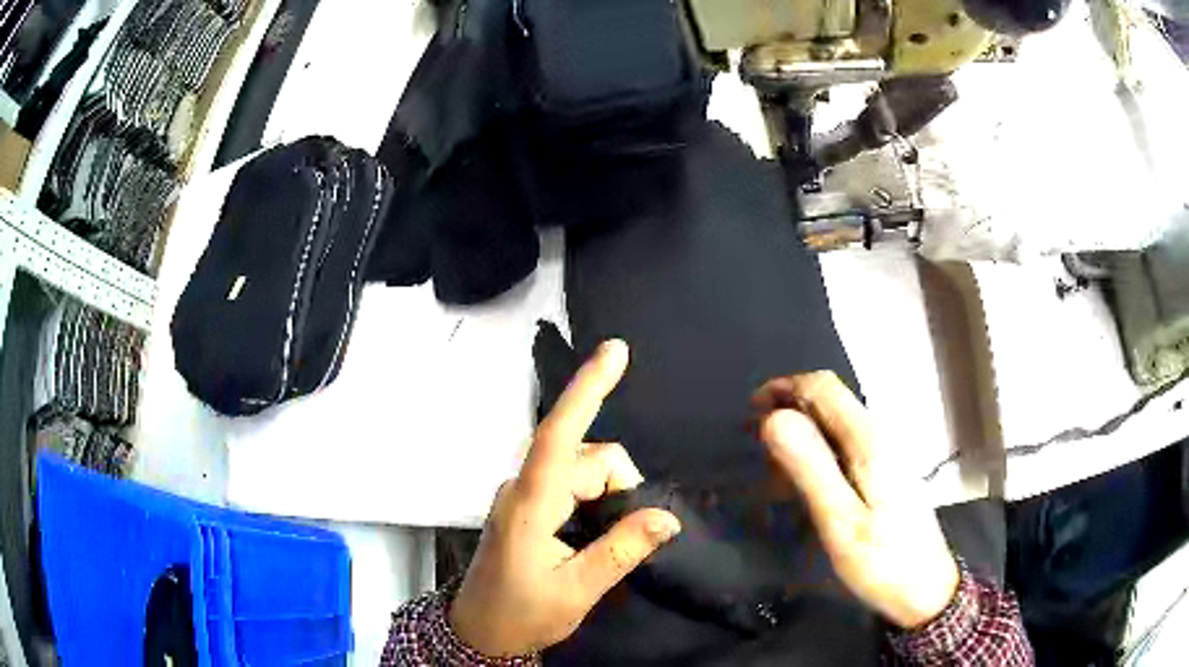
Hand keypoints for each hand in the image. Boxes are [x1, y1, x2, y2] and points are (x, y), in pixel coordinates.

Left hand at [450, 340, 681, 656]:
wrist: (479, 632)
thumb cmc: (521, 614)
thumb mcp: (577, 590)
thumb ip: (622, 550)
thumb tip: (668, 517)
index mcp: (531, 502)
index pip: (560, 433)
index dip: (588, 388)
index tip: (616, 351)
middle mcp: (526, 486)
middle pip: (590, 458)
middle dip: (621, 488)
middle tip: (629, 539)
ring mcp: (525, 494)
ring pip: (586, 471)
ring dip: (609, 498)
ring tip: (603, 545)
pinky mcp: (529, 505)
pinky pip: (573, 485)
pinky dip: (595, 501)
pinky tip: (594, 534)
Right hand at [752, 372, 959, 629]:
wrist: (925, 588)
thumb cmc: (881, 561)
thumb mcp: (840, 521)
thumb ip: (810, 468)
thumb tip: (773, 418)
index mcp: (869, 439)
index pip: (823, 387)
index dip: (784, 388)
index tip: (749, 413)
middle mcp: (880, 434)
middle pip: (831, 399)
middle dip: (789, 408)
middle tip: (755, 445)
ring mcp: (886, 452)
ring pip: (837, 421)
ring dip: (802, 431)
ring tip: (773, 468)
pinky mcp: (885, 470)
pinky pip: (845, 443)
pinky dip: (818, 451)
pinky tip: (805, 483)